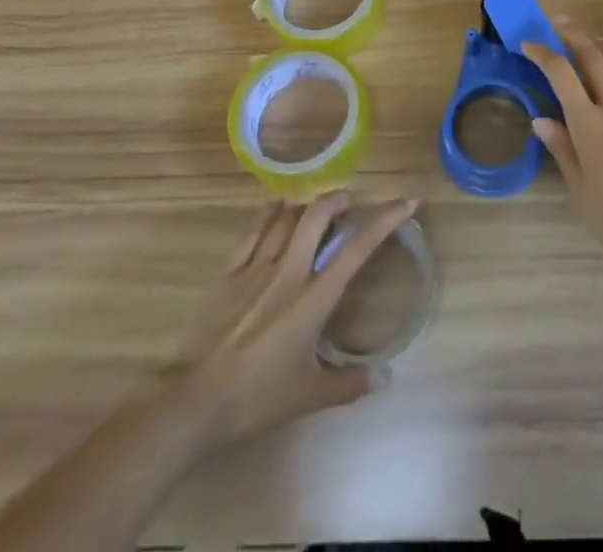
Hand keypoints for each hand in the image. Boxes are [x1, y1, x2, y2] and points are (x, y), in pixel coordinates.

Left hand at [177, 192, 417, 444]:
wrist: (196, 402)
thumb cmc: (257, 398)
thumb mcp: (308, 395)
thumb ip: (349, 384)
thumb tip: (385, 378)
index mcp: (314, 298)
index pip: (357, 249)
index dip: (385, 220)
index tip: (406, 202)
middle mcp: (289, 272)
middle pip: (317, 216)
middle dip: (338, 199)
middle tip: (349, 203)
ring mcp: (256, 268)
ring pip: (286, 218)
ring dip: (306, 206)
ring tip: (316, 208)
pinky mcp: (229, 273)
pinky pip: (253, 231)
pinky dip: (269, 213)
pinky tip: (276, 206)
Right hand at [522, 24, 602, 272]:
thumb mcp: (580, 190)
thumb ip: (562, 149)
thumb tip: (541, 119)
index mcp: (589, 125)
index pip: (561, 75)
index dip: (543, 54)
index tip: (528, 44)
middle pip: (594, 60)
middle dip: (574, 36)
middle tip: (559, 23)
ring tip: (592, 38)